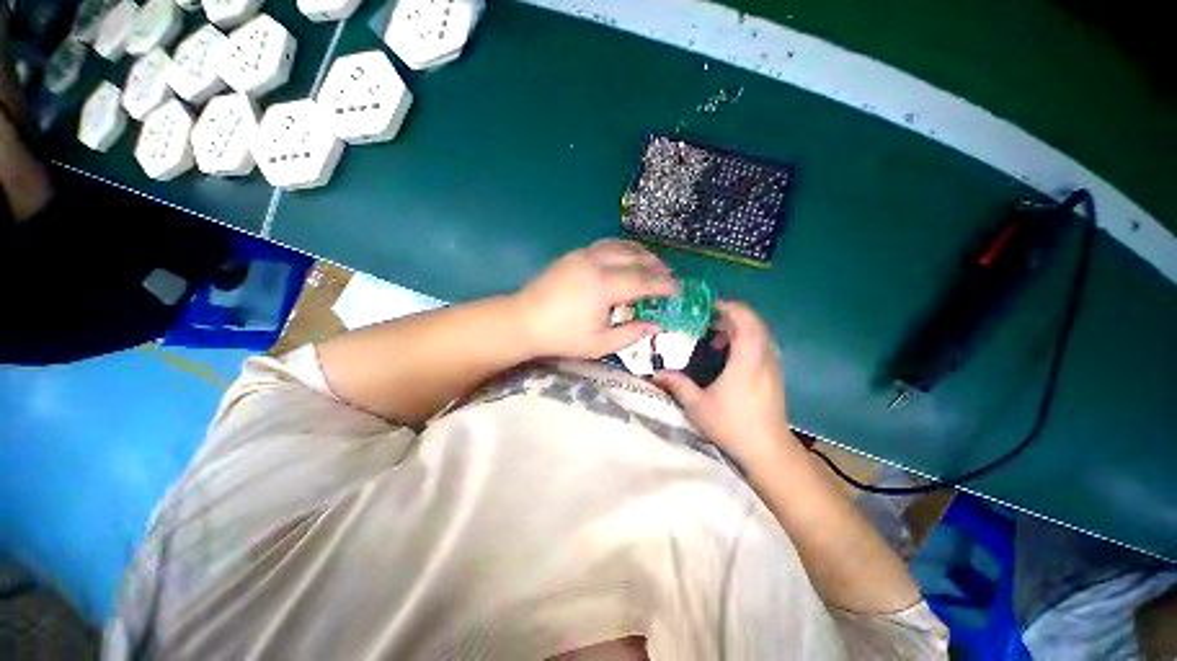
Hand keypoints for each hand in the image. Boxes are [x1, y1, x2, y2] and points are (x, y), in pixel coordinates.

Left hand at [515, 239, 677, 358]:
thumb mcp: (600, 344)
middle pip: (635, 258)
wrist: (524, 321)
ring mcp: (583, 255)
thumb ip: (632, 334)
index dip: (664, 285)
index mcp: (604, 287)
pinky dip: (622, 249)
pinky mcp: (573, 255)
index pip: (643, 281)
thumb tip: (657, 325)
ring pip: (620, 246)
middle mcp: (596, 264)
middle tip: (669, 277)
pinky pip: (605, 245)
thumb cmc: (562, 337)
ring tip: (652, 264)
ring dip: (640, 253)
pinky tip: (625, 259)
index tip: (678, 290)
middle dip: (656, 266)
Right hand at [653, 301, 792, 461]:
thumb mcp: (697, 406)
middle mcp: (764, 356)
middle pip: (753, 321)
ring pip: (759, 332)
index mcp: (747, 359)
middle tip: (705, 320)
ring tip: (714, 336)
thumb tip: (656, 373)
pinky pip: (761, 343)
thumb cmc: (732, 425)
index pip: (745, 319)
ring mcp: (772, 364)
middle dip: (729, 314)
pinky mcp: (774, 373)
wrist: (768, 451)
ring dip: (737, 327)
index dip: (727, 307)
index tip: (706, 307)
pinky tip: (727, 354)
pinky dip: (744, 339)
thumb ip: (677, 385)